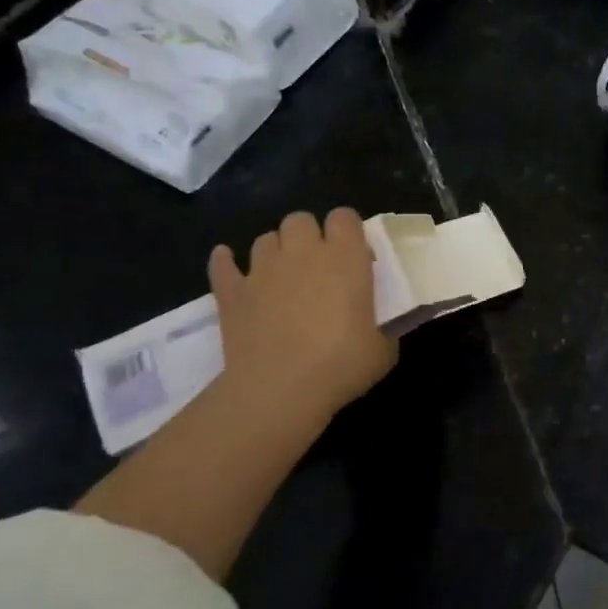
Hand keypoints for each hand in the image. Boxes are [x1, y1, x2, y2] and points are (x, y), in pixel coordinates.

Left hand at [208, 209, 398, 429]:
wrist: (279, 391)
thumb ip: (384, 327)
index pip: (344, 217)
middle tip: (318, 265)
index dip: (348, 230)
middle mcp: (302, 253)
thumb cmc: (341, 366)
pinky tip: (230, 266)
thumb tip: (380, 327)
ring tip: (282, 274)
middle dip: (309, 235)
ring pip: (265, 239)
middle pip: (301, 219)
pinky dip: (226, 263)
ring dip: (276, 250)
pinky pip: (223, 265)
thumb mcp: (383, 350)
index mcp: (345, 259)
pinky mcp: (232, 293)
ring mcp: (262, 270)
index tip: (355, 255)